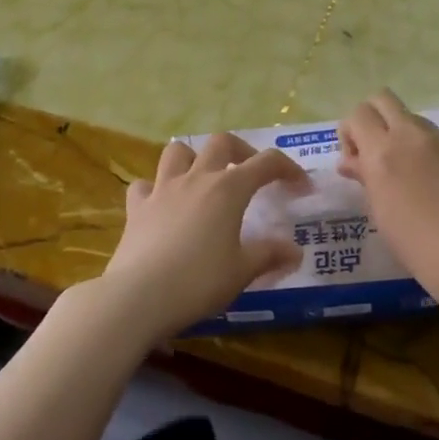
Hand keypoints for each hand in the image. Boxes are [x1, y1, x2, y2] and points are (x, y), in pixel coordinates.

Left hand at [96, 133, 309, 342]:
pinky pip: (145, 185)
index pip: (266, 163)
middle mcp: (196, 179)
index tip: (301, 186)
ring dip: (195, 158)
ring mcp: (162, 190)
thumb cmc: (199, 281)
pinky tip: (163, 205)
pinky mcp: (137, 208)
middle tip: (251, 173)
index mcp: (228, 189)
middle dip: (242, 151)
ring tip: (204, 179)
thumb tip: (295, 251)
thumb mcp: (242, 271)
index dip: (288, 169)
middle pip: (221, 142)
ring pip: (178, 152)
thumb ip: (270, 255)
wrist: (138, 296)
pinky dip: (156, 188)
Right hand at [338, 90, 438, 319]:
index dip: (351, 134)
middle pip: (384, 100)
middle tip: (379, 157)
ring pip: (419, 123)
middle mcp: (415, 137)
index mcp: (384, 154)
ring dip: (409, 141)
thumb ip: (368, 181)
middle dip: (375, 121)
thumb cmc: (429, 254)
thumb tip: (355, 161)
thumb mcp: (385, 220)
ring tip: (420, 181)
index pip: (358, 115)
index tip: (357, 163)